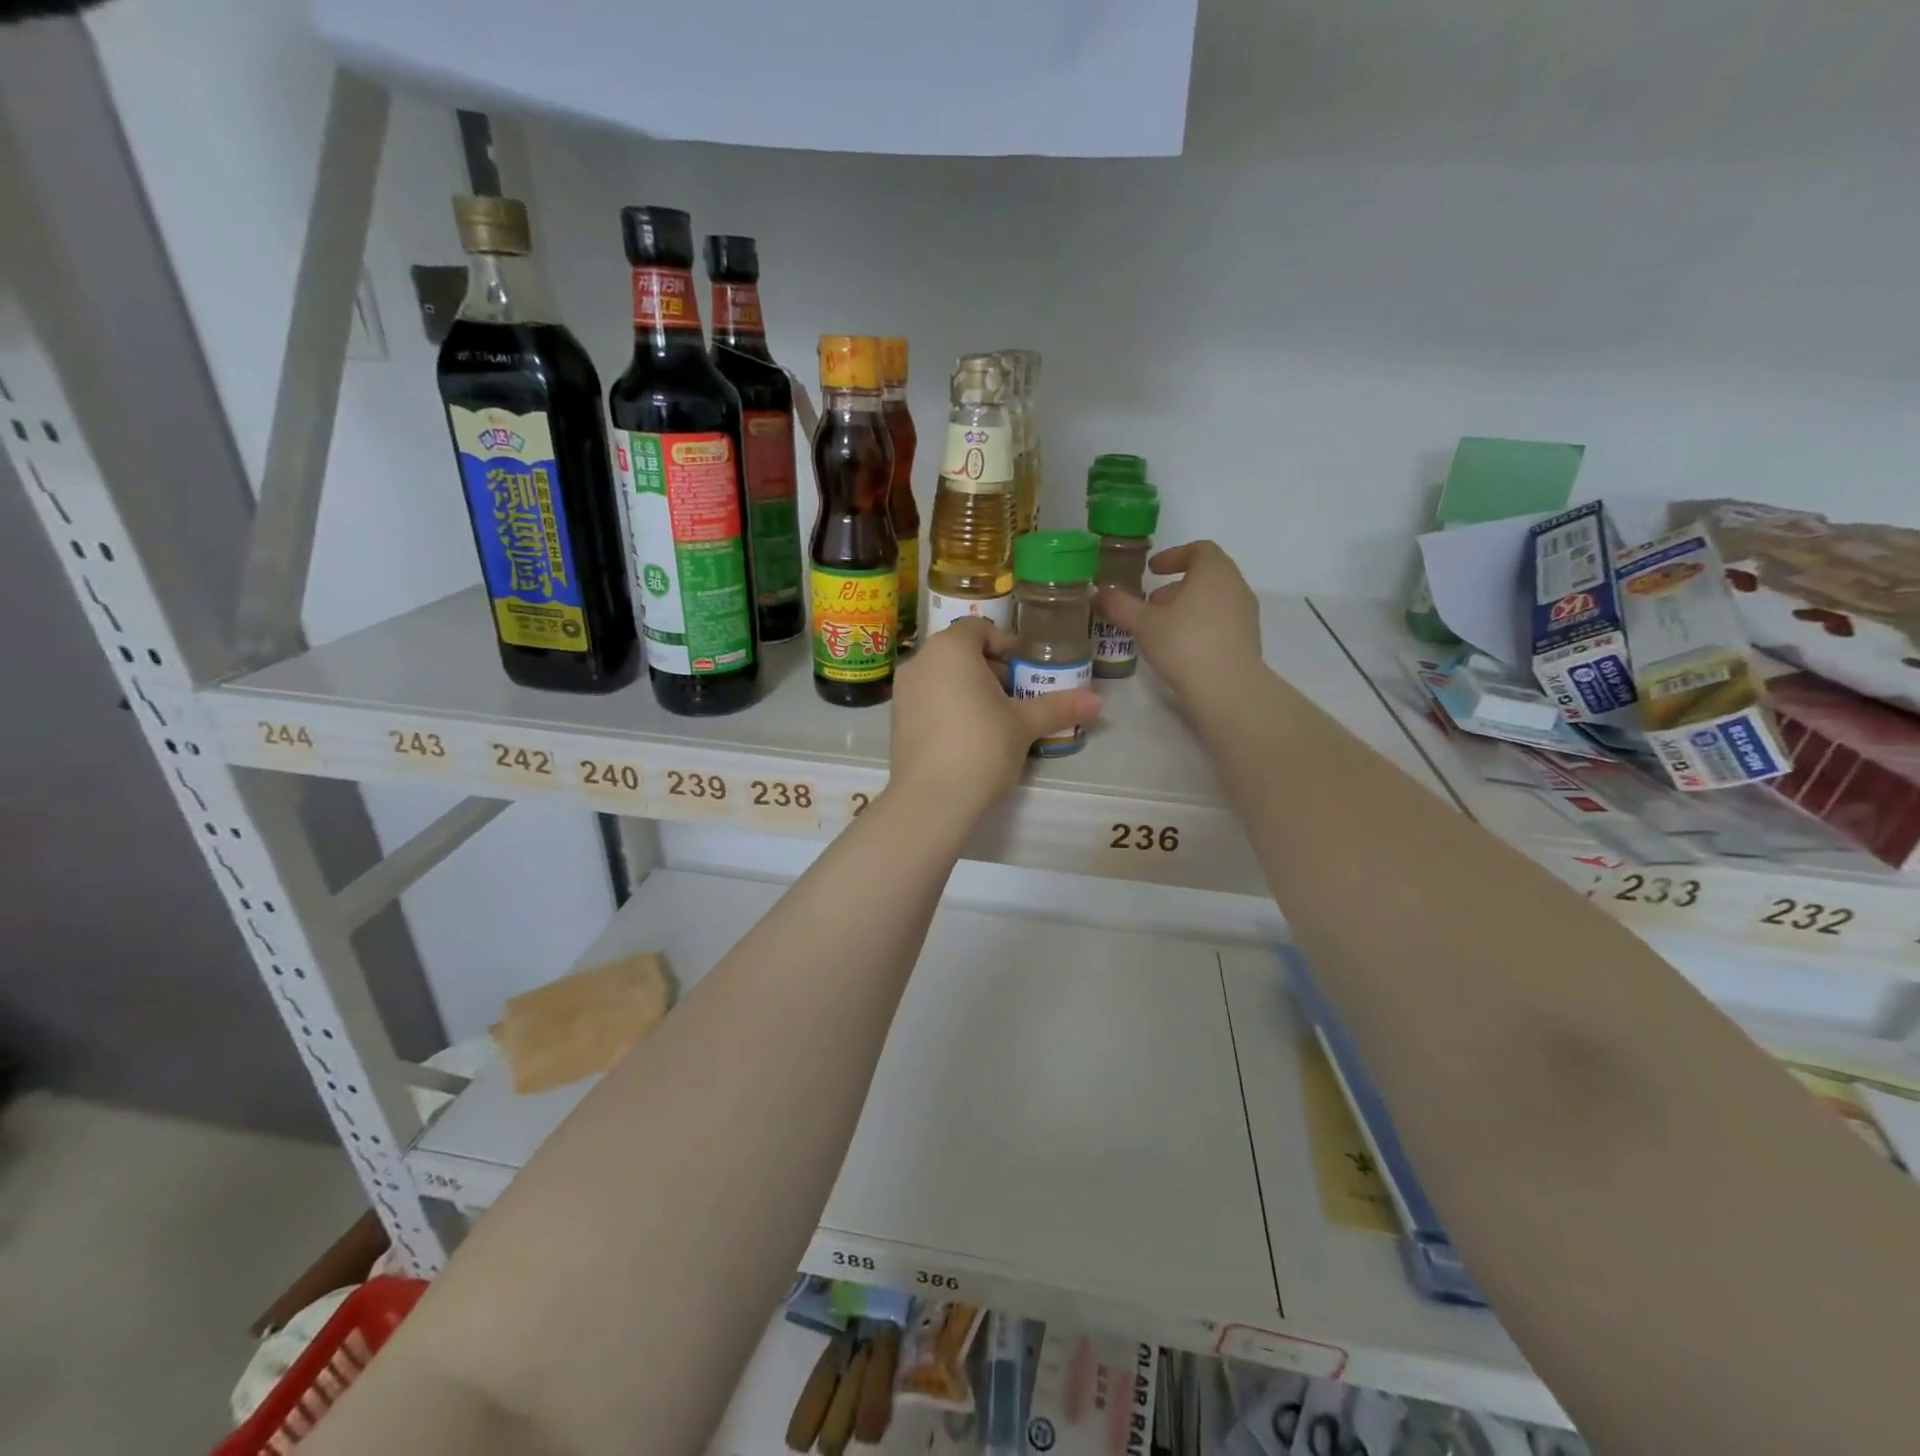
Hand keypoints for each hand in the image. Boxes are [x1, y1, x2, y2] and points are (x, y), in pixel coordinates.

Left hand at [888, 618, 1101, 813]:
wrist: (932, 798)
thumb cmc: (982, 746)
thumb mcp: (1025, 725)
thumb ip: (1059, 707)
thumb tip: (1098, 702)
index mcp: (950, 648)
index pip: (980, 628)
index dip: (1007, 644)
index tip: (1026, 670)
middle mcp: (920, 661)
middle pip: (960, 652)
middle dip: (991, 669)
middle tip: (1017, 697)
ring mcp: (903, 691)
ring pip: (943, 676)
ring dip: (970, 689)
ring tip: (997, 720)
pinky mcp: (896, 720)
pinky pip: (928, 700)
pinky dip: (949, 707)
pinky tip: (970, 738)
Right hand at [1094, 541, 1261, 710]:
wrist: (1228, 688)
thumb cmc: (1185, 643)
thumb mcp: (1143, 624)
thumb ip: (1120, 605)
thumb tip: (1097, 593)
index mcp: (1214, 571)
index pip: (1199, 549)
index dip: (1174, 556)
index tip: (1152, 570)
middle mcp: (1235, 586)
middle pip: (1206, 575)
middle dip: (1176, 585)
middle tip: (1151, 602)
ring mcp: (1246, 614)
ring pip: (1214, 599)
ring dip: (1187, 606)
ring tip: (1161, 626)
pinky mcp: (1248, 639)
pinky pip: (1221, 621)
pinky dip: (1200, 623)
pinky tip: (1180, 646)